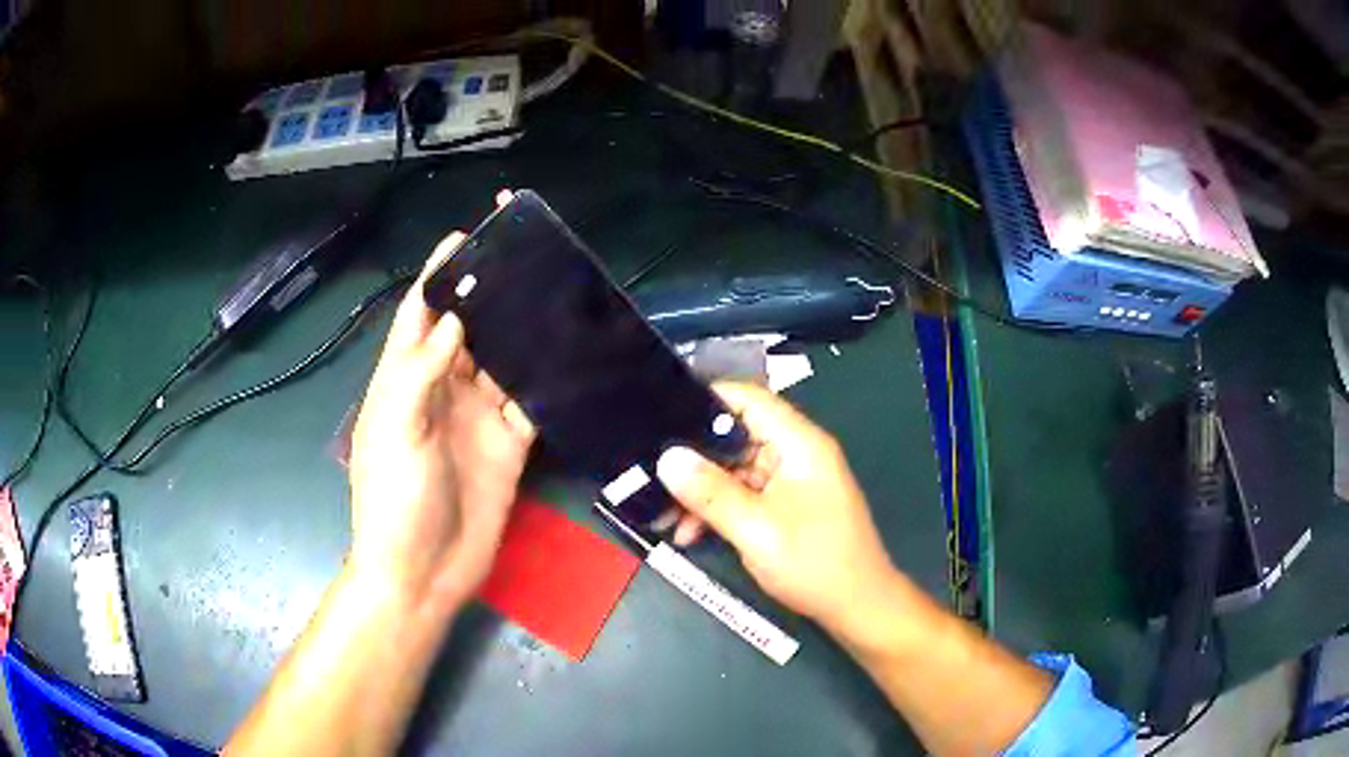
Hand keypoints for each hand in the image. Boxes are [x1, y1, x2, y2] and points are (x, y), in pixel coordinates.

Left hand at [348, 230, 535, 614]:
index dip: (436, 278)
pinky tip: (571, 357)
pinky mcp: (509, 446)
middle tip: (525, 258)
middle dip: (488, 296)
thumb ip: (420, 373)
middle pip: (466, 331)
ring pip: (502, 362)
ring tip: (555, 295)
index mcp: (404, 382)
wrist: (423, 574)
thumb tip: (455, 319)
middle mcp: (443, 392)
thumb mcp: (394, 431)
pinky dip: (547, 382)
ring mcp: (477, 419)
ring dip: (522, 333)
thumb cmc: (393, 501)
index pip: (419, 317)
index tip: (463, 239)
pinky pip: (531, 404)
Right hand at [655, 382, 896, 625]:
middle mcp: (796, 454)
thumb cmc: (814, 562)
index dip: (706, 400)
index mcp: (799, 444)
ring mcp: (792, 481)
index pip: (749, 399)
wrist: (858, 607)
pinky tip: (690, 533)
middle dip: (693, 458)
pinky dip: (718, 509)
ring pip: (735, 470)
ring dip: (700, 491)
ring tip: (662, 516)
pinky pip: (745, 495)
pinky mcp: (787, 506)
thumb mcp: (755, 529)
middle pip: (736, 437)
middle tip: (649, 475)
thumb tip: (666, 458)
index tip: (661, 414)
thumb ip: (710, 492)